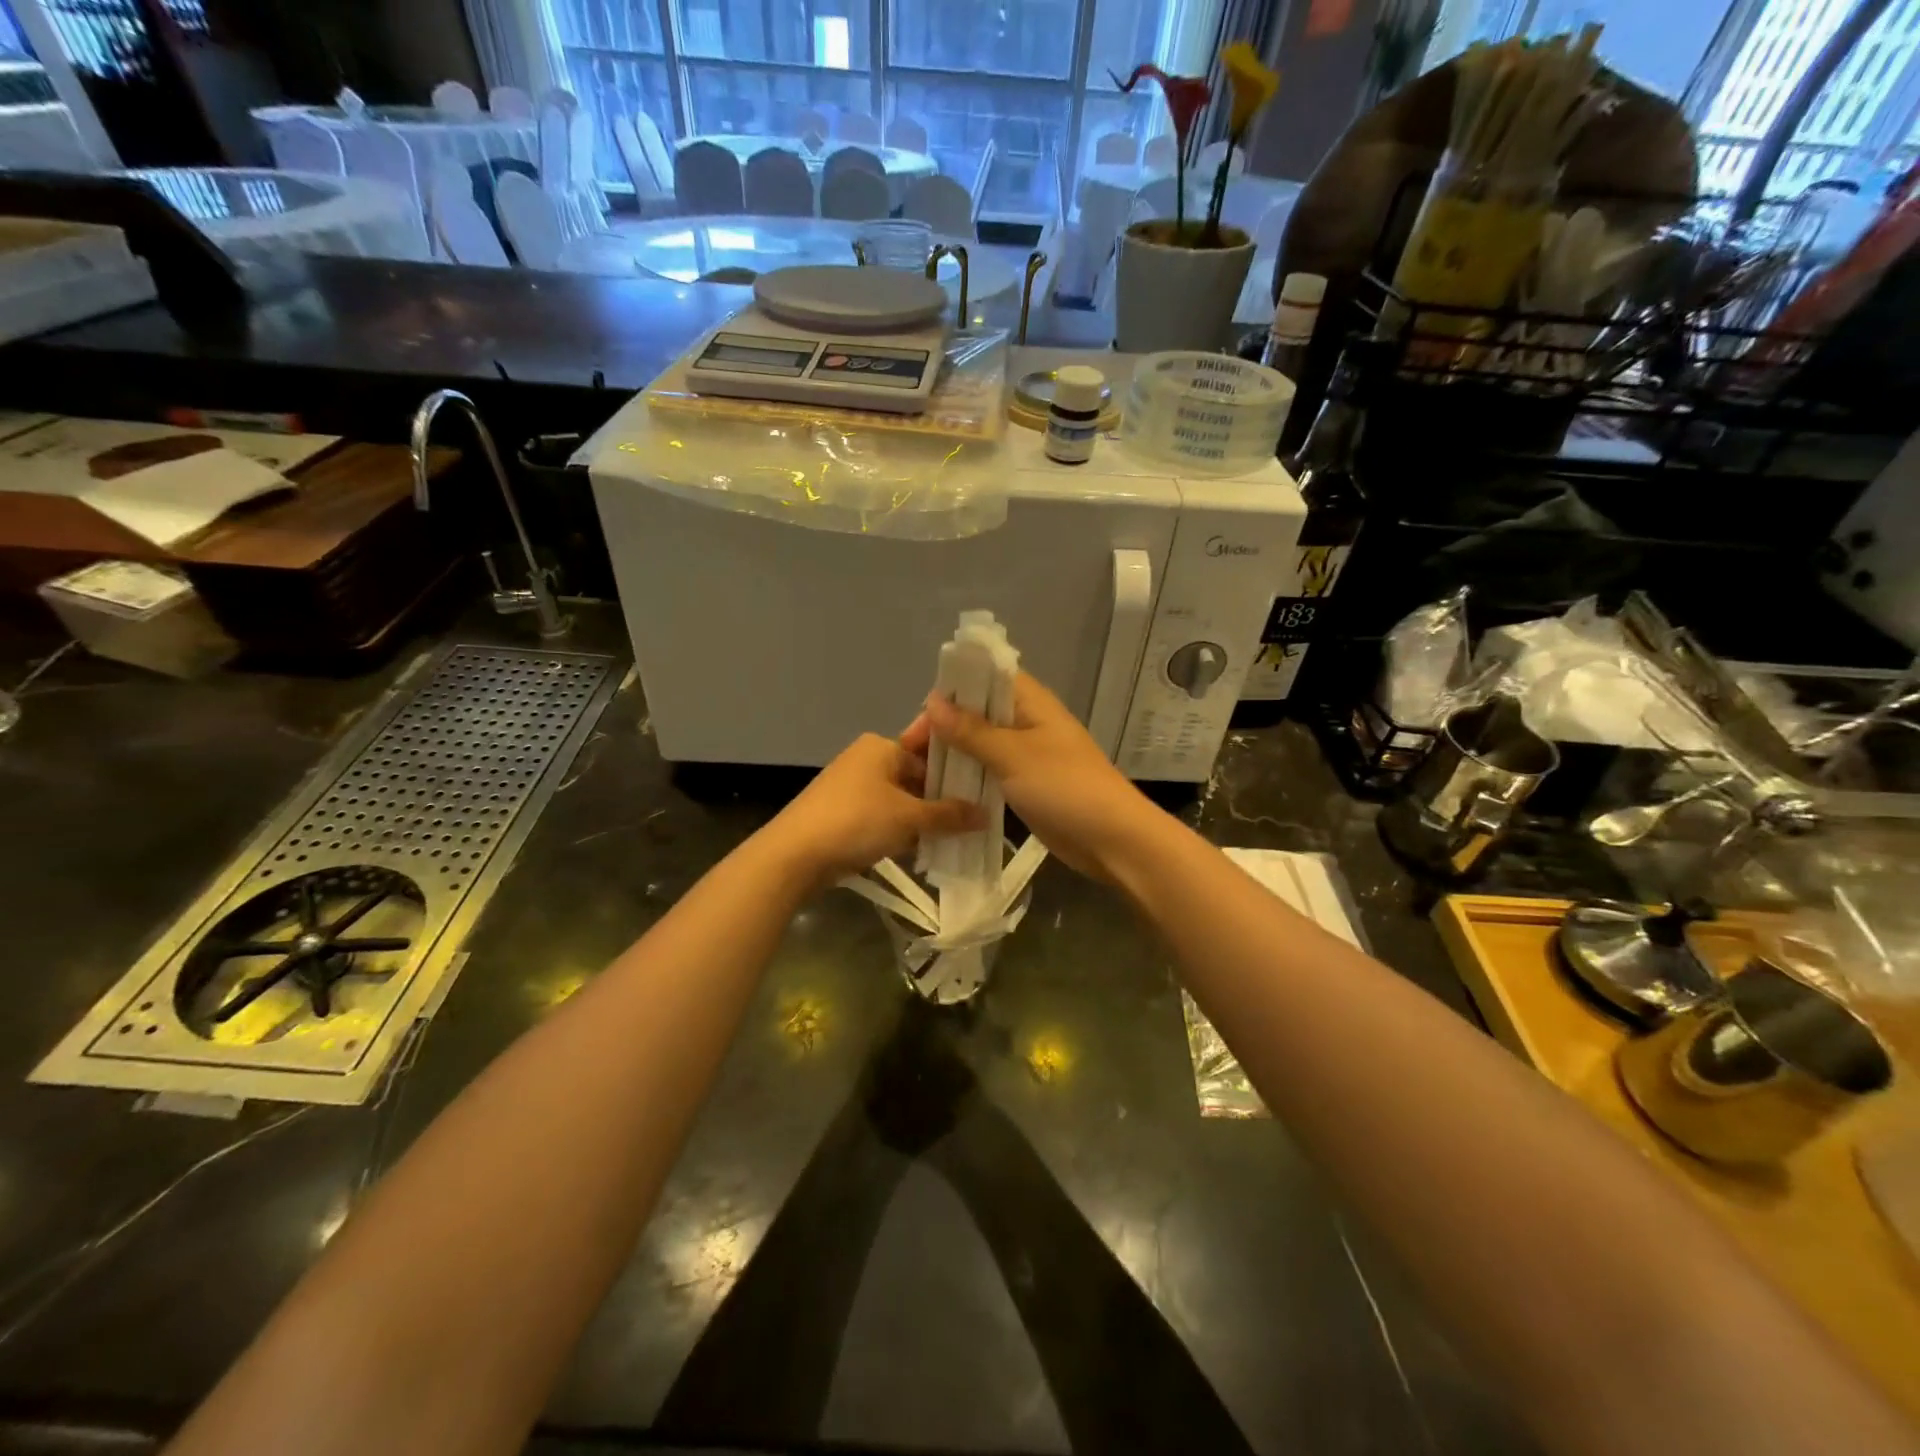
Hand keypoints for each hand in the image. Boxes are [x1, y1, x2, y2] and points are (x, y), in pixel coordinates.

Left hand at [761, 724, 983, 889]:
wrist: (795, 855)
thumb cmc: (857, 822)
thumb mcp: (909, 818)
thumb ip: (950, 815)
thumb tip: (986, 815)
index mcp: (882, 746)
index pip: (929, 751)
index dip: (957, 769)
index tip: (983, 788)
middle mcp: (867, 759)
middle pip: (916, 776)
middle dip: (942, 799)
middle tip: (976, 818)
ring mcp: (853, 787)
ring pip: (901, 800)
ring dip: (924, 818)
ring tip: (957, 836)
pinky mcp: (844, 813)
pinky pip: (884, 817)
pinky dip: (902, 830)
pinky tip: (925, 849)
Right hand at [923, 673, 1163, 884]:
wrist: (1112, 840)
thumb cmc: (1064, 787)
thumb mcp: (1012, 755)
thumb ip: (971, 730)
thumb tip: (933, 701)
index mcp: (1031, 702)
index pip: (985, 679)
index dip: (952, 690)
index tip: (922, 718)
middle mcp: (1028, 722)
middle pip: (978, 713)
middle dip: (945, 727)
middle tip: (913, 753)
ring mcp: (1027, 755)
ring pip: (981, 745)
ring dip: (954, 755)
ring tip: (920, 773)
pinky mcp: (1026, 785)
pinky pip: (989, 773)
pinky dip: (968, 778)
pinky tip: (941, 791)